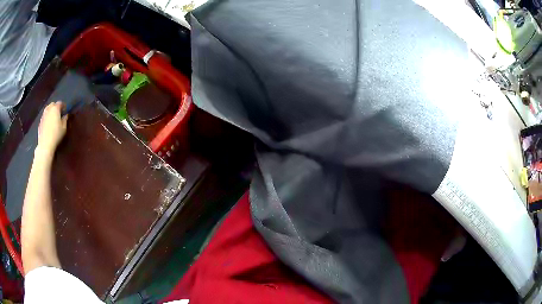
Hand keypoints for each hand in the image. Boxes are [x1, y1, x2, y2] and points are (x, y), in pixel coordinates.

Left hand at [37, 102, 67, 156]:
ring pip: (47, 109)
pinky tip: (48, 124)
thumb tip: (66, 115)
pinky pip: (44, 116)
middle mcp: (49, 109)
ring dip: (51, 111)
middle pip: (52, 104)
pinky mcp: (40, 122)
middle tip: (59, 113)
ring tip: (53, 118)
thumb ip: (65, 120)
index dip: (63, 106)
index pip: (60, 103)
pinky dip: (47, 117)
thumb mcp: (64, 128)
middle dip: (56, 107)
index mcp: (55, 109)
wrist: (45, 144)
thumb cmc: (56, 135)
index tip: (65, 110)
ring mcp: (43, 115)